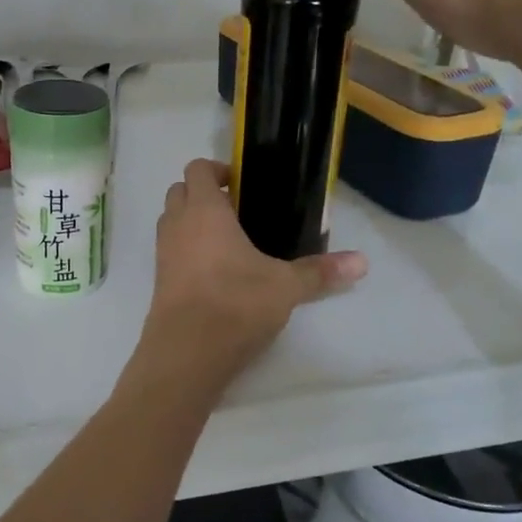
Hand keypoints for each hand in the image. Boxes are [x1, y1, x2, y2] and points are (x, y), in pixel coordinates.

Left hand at [135, 159, 365, 388]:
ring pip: (171, 220)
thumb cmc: (236, 303)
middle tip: (238, 211)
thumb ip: (320, 271)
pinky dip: (187, 249)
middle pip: (179, 191)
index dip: (217, 170)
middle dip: (203, 193)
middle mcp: (177, 224)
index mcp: (204, 211)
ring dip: (192, 221)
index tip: (242, 185)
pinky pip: (170, 250)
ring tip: (229, 241)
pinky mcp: (159, 280)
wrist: (187, 351)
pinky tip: (216, 272)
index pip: (197, 170)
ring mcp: (163, 252)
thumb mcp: (286, 286)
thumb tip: (362, 262)